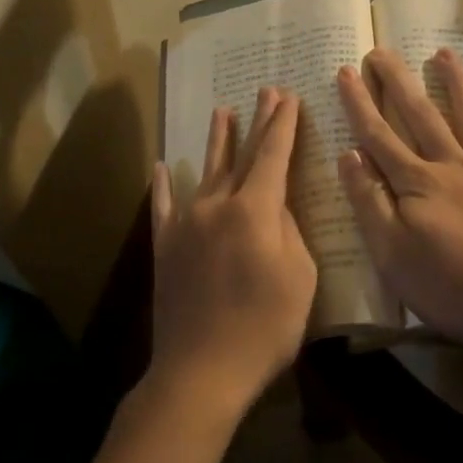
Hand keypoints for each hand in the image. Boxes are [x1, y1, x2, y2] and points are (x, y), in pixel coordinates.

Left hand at [146, 88, 316, 423]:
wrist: (201, 370)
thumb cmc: (264, 327)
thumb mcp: (299, 278)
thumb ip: (289, 232)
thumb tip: (275, 207)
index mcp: (255, 210)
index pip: (272, 155)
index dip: (282, 125)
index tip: (288, 97)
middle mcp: (217, 205)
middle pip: (241, 155)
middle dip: (257, 122)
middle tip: (265, 92)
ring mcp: (187, 223)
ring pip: (205, 172)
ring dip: (217, 141)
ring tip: (222, 112)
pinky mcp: (166, 246)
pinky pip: (165, 206)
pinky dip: (165, 185)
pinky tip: (163, 166)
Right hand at [335, 48, 462, 359]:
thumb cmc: (454, 289)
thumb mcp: (392, 256)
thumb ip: (370, 203)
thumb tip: (349, 155)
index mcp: (418, 184)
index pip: (379, 136)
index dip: (360, 103)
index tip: (345, 70)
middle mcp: (454, 166)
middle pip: (421, 116)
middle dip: (398, 82)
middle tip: (382, 50)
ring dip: (455, 84)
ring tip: (443, 53)